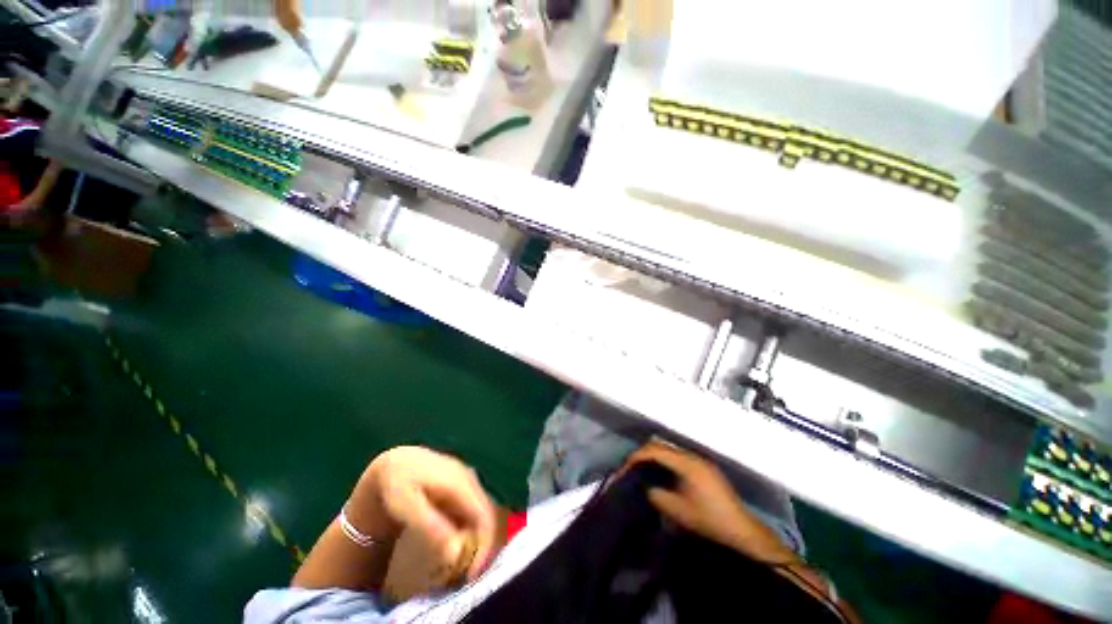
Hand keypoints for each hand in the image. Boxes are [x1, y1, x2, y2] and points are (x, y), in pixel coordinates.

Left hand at [353, 446, 497, 580]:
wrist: (396, 462)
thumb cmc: (399, 485)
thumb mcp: (408, 507)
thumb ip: (431, 526)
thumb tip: (455, 552)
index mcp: (460, 484)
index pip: (484, 515)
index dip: (485, 544)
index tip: (474, 572)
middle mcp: (470, 479)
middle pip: (487, 513)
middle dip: (483, 543)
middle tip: (470, 571)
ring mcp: (469, 479)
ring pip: (483, 510)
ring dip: (479, 535)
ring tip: (465, 559)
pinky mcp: (464, 483)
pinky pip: (475, 507)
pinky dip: (472, 526)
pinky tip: (460, 538)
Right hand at [624, 441, 796, 563]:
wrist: (742, 531)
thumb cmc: (709, 521)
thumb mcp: (678, 512)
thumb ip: (657, 496)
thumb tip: (647, 488)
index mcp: (686, 463)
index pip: (655, 450)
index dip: (636, 457)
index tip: (624, 469)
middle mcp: (693, 456)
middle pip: (661, 445)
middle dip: (643, 454)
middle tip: (630, 468)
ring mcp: (700, 461)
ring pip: (669, 450)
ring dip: (654, 457)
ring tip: (643, 471)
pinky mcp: (704, 468)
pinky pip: (678, 457)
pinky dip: (665, 462)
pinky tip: (661, 476)